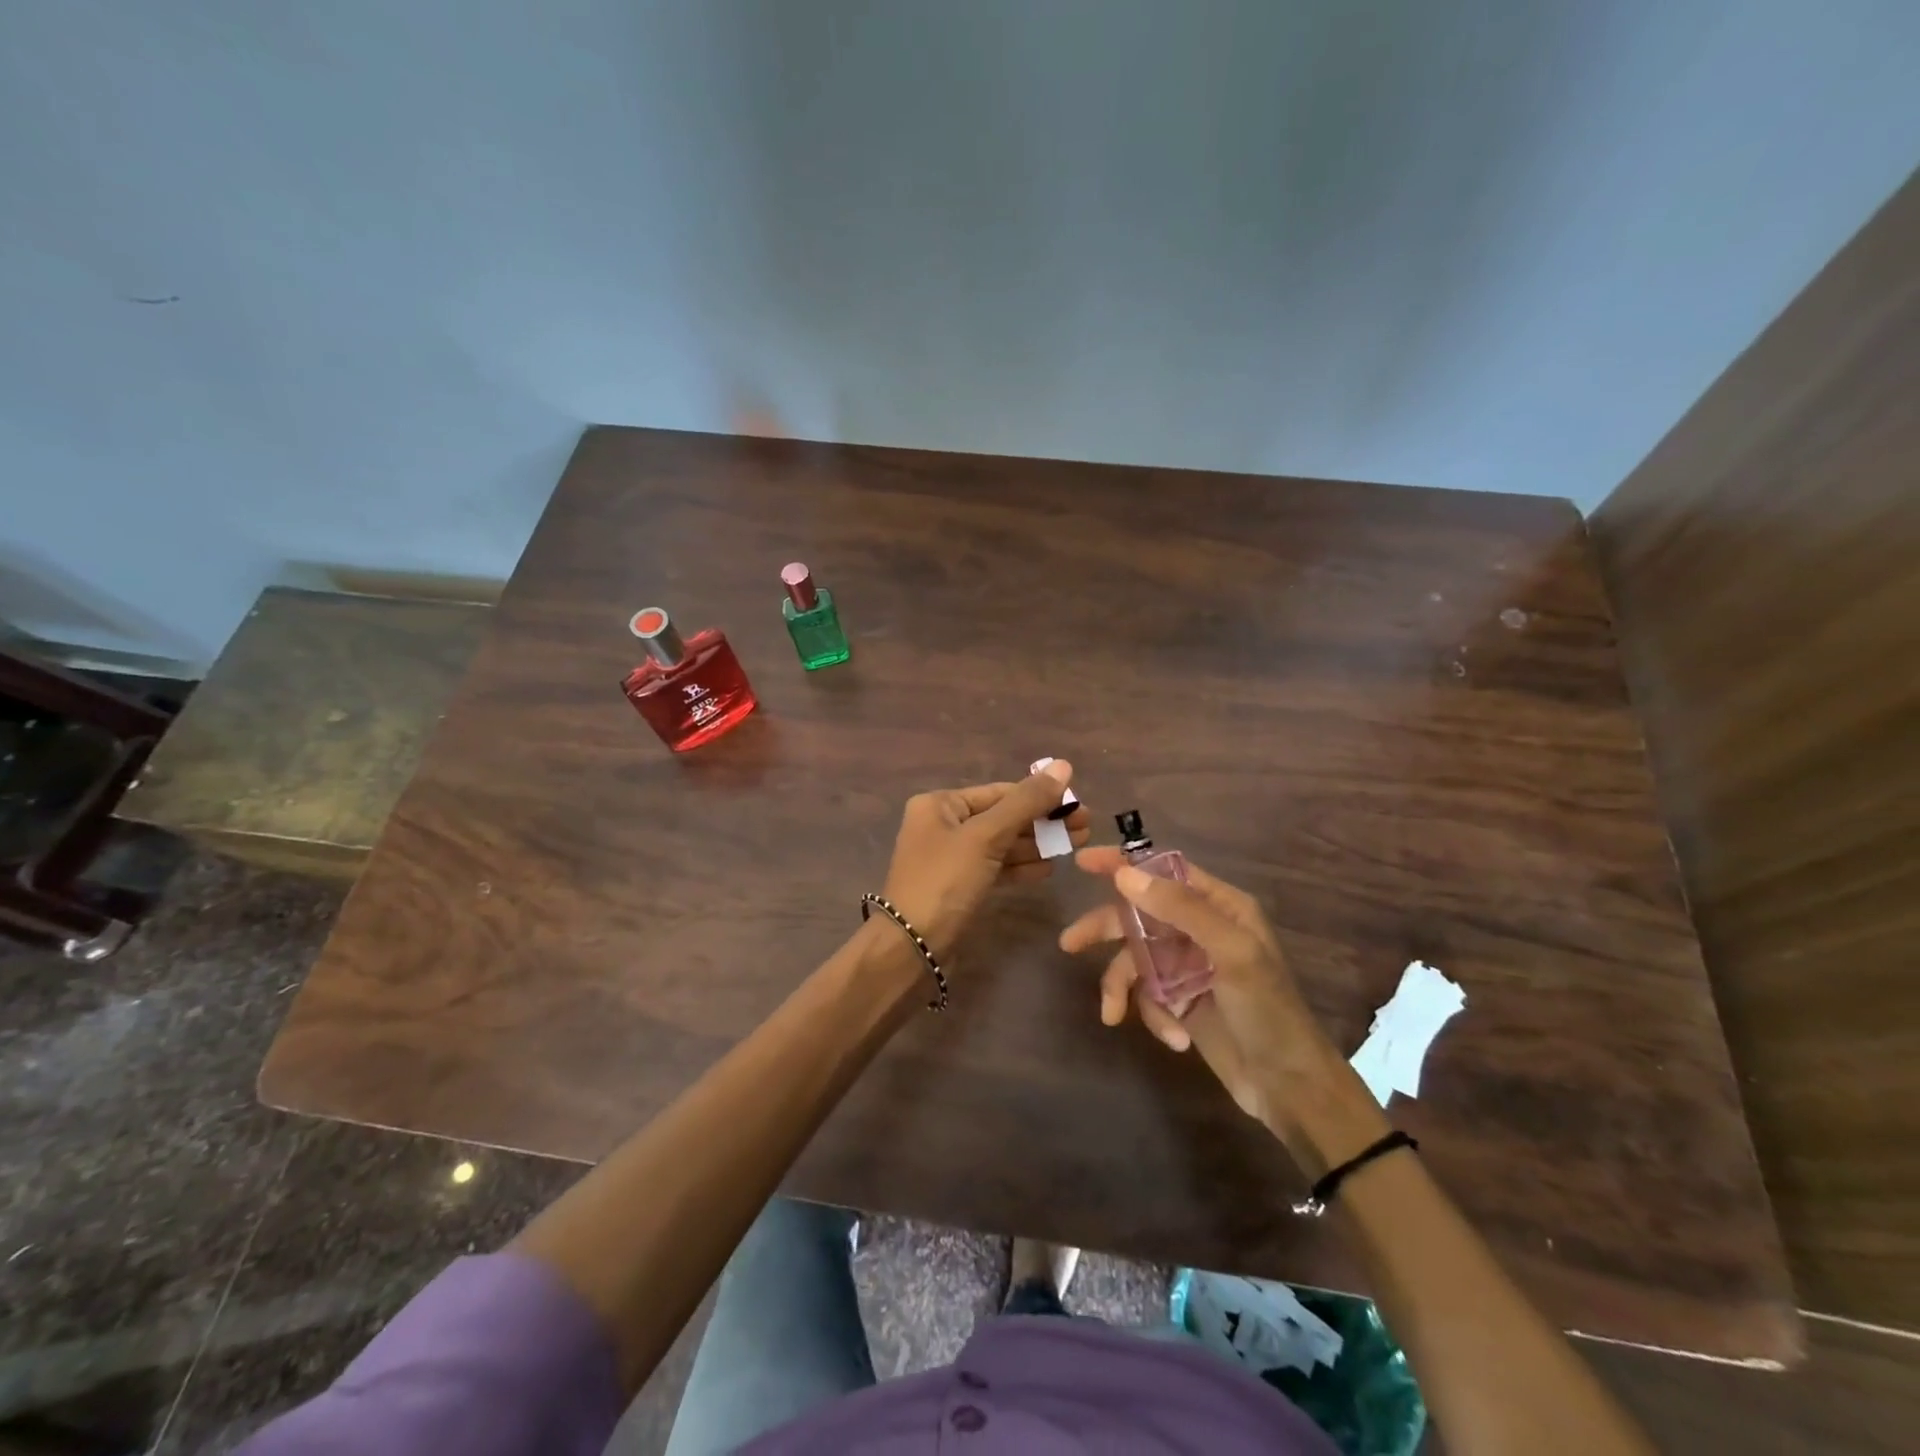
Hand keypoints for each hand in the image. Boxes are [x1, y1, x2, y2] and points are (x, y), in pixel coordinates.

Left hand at [881, 761, 1089, 957]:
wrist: (912, 948)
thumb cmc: (945, 881)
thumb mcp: (986, 836)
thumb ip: (1026, 802)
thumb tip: (1064, 765)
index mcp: (940, 804)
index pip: (1000, 792)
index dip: (1040, 796)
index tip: (1078, 804)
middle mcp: (943, 825)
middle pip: (1002, 817)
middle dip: (1043, 821)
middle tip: (1086, 826)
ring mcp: (951, 858)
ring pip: (1001, 844)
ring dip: (1037, 844)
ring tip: (1077, 844)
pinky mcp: (959, 886)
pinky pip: (995, 868)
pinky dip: (1020, 866)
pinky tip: (1049, 868)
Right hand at [1060, 848, 1335, 1123]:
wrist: (1290, 1087)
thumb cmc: (1268, 1011)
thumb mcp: (1231, 952)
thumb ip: (1179, 908)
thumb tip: (1125, 874)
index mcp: (1219, 907)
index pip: (1164, 872)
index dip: (1124, 864)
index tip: (1084, 861)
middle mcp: (1200, 930)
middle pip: (1138, 915)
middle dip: (1106, 930)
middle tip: (1070, 942)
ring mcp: (1188, 967)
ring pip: (1136, 959)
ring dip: (1122, 986)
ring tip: (1112, 1012)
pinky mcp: (1181, 1001)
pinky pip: (1148, 995)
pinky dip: (1153, 1015)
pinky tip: (1175, 1038)